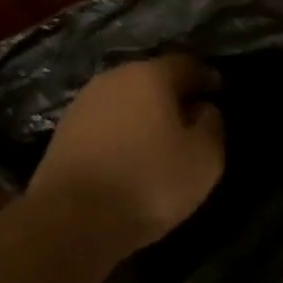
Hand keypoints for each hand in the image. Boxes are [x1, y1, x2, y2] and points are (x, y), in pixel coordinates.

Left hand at [30, 54, 225, 250]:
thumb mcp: (204, 159)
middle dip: (172, 94)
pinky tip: (128, 153)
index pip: (187, 64)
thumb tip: (203, 108)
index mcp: (150, 75)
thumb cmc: (148, 183)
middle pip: (151, 78)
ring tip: (159, 139)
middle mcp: (114, 77)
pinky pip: (104, 121)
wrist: (71, 218)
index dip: (206, 77)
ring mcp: (84, 102)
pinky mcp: (64, 129)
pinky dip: (120, 131)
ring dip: (143, 113)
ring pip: (125, 99)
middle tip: (190, 118)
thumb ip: (212, 125)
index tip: (218, 92)